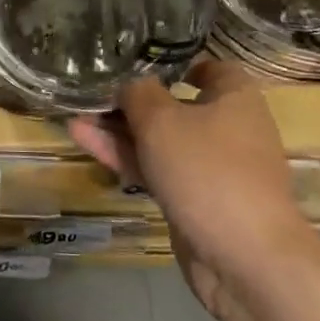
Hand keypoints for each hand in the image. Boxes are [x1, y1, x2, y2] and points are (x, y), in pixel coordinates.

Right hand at [70, 60, 314, 316]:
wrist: (244, 259)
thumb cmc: (208, 170)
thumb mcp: (163, 120)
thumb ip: (138, 93)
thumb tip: (129, 82)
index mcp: (234, 98)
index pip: (210, 67)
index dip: (175, 62)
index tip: (137, 61)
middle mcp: (226, 128)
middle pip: (174, 104)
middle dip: (131, 99)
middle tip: (90, 91)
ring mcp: (209, 167)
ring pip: (159, 139)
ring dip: (119, 129)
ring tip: (74, 114)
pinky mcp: (192, 199)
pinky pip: (155, 168)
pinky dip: (124, 155)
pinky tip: (84, 140)